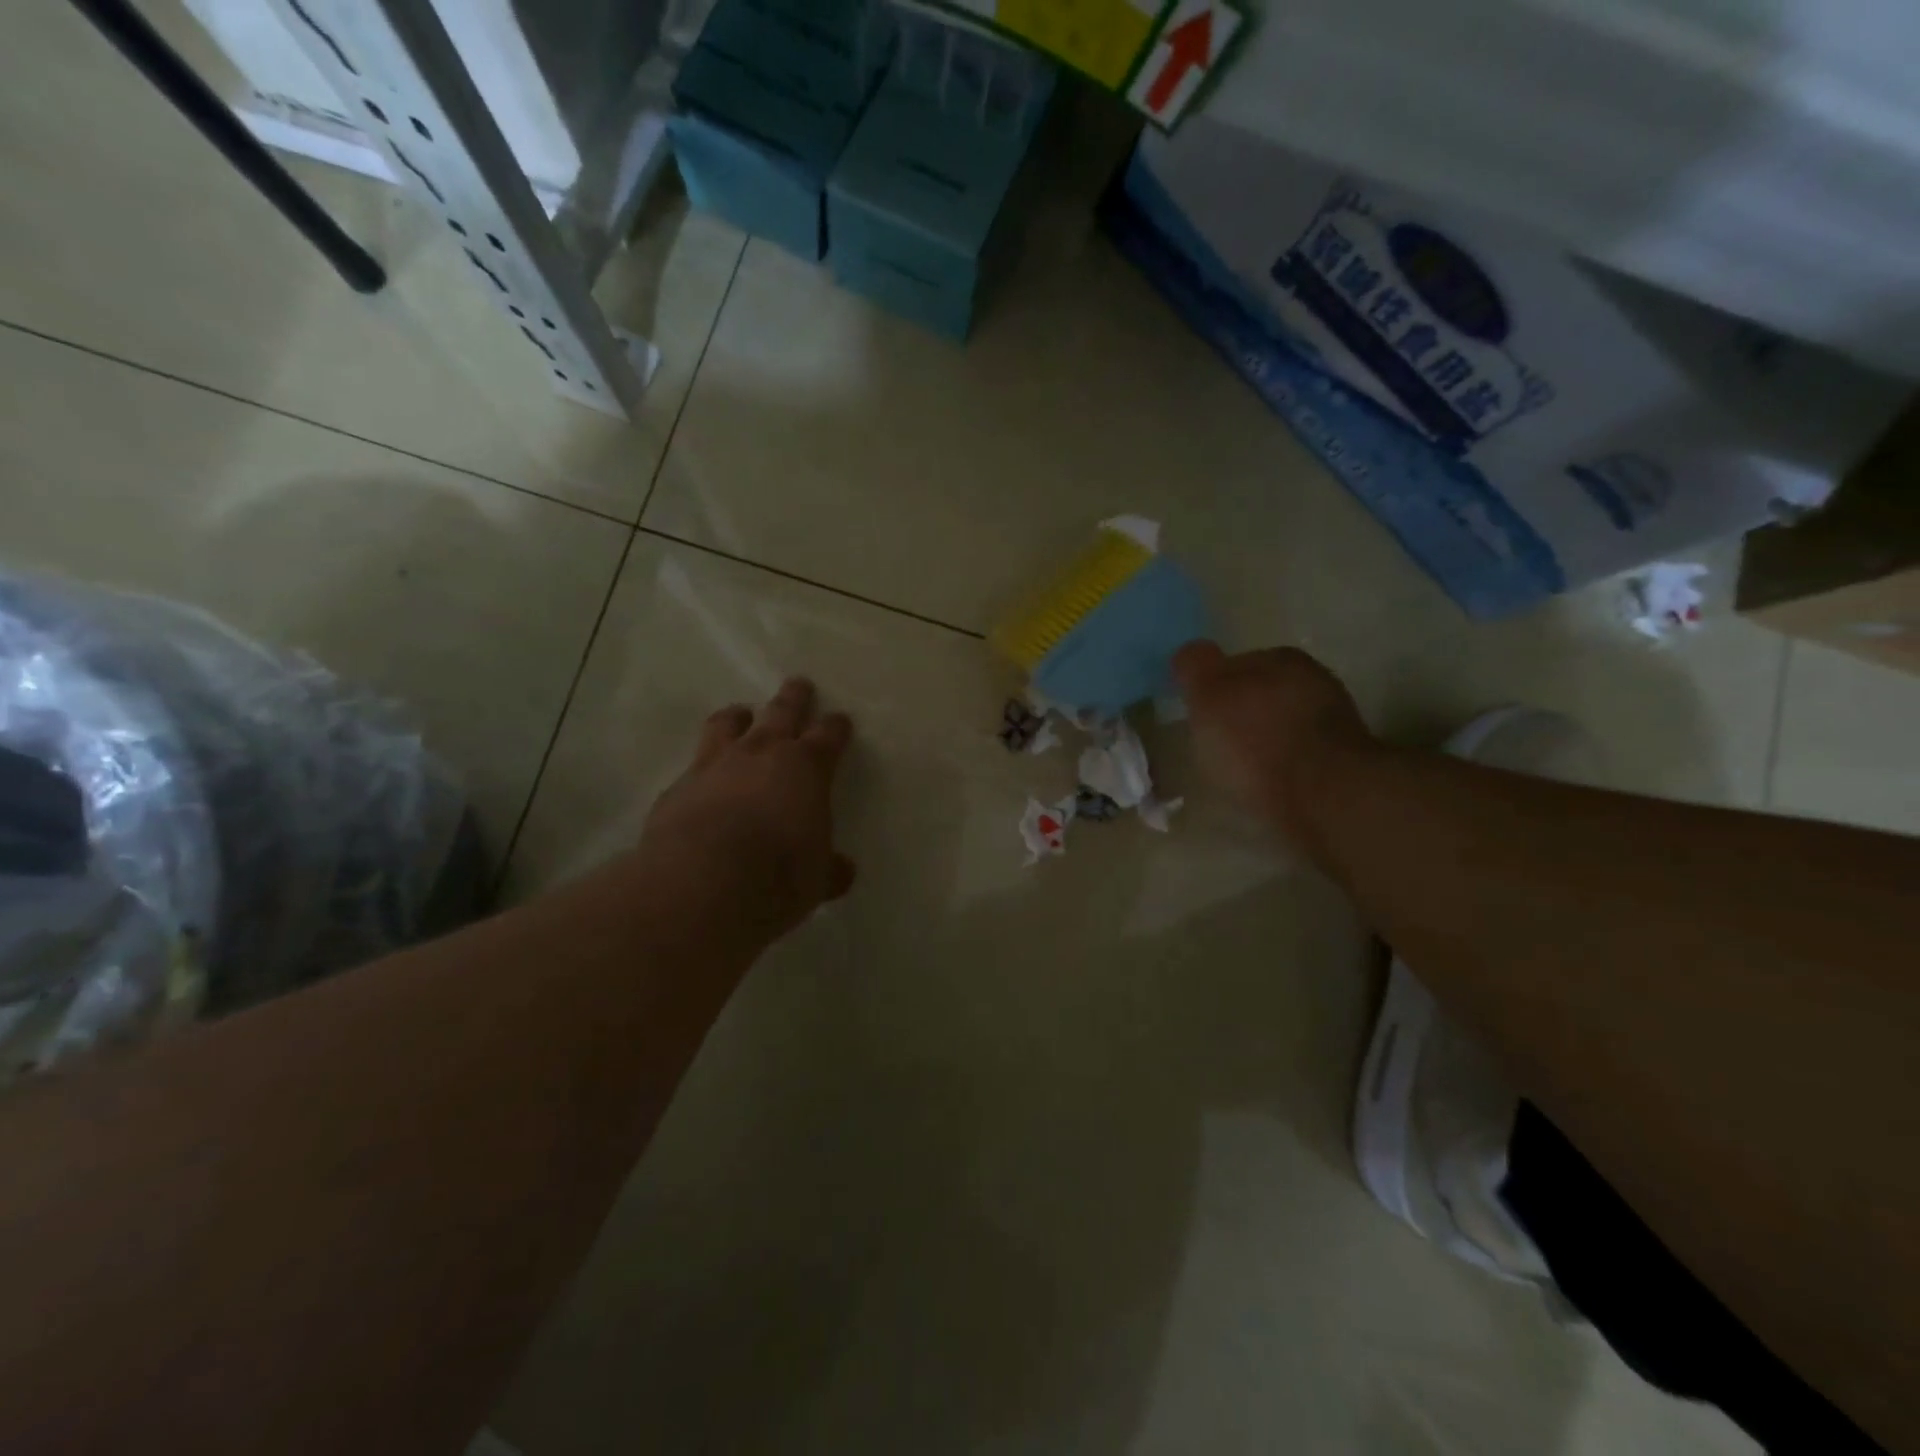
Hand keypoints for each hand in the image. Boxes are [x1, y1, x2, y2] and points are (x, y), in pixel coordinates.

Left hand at [632, 678, 856, 951]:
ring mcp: (715, 765)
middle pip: (781, 711)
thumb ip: (827, 869)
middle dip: (794, 697)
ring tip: (741, 714)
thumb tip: (840, 870)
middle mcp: (762, 754)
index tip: (840, 721)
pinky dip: (702, 768)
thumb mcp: (816, 879)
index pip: (828, 736)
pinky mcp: (678, 787)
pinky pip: (693, 766)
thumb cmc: (779, 875)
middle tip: (799, 685)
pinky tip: (701, 782)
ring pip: (728, 724)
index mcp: (807, 768)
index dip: (836, 727)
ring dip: (738, 717)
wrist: (704, 881)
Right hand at [1173, 641, 1373, 847]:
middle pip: (1263, 692)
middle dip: (1241, 712)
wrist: (1322, 796)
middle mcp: (1313, 680)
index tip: (1200, 712)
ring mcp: (1333, 721)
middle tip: (1216, 741)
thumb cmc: (1254, 740)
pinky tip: (1266, 784)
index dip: (1214, 686)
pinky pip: (1300, 755)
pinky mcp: (1343, 762)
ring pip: (1283, 723)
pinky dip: (1282, 765)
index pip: (1237, 662)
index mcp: (1279, 658)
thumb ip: (1195, 667)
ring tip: (1239, 769)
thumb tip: (1190, 653)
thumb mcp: (1208, 695)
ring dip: (1264, 739)